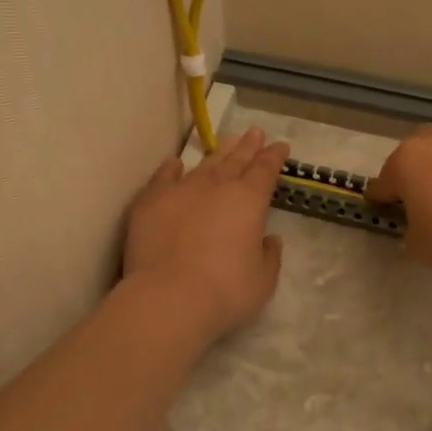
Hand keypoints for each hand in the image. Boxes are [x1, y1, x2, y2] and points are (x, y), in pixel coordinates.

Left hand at [122, 127, 287, 342]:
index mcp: (249, 201)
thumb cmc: (225, 292)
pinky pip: (163, 177)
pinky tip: (174, 163)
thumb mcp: (262, 280)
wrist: (168, 298)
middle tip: (255, 132)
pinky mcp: (150, 202)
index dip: (274, 157)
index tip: (280, 146)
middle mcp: (217, 186)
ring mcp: (181, 190)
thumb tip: (269, 240)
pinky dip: (170, 168)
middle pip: (236, 160)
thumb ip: (269, 256)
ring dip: (217, 153)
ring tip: (226, 141)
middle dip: (248, 146)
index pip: (266, 170)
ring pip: (203, 165)